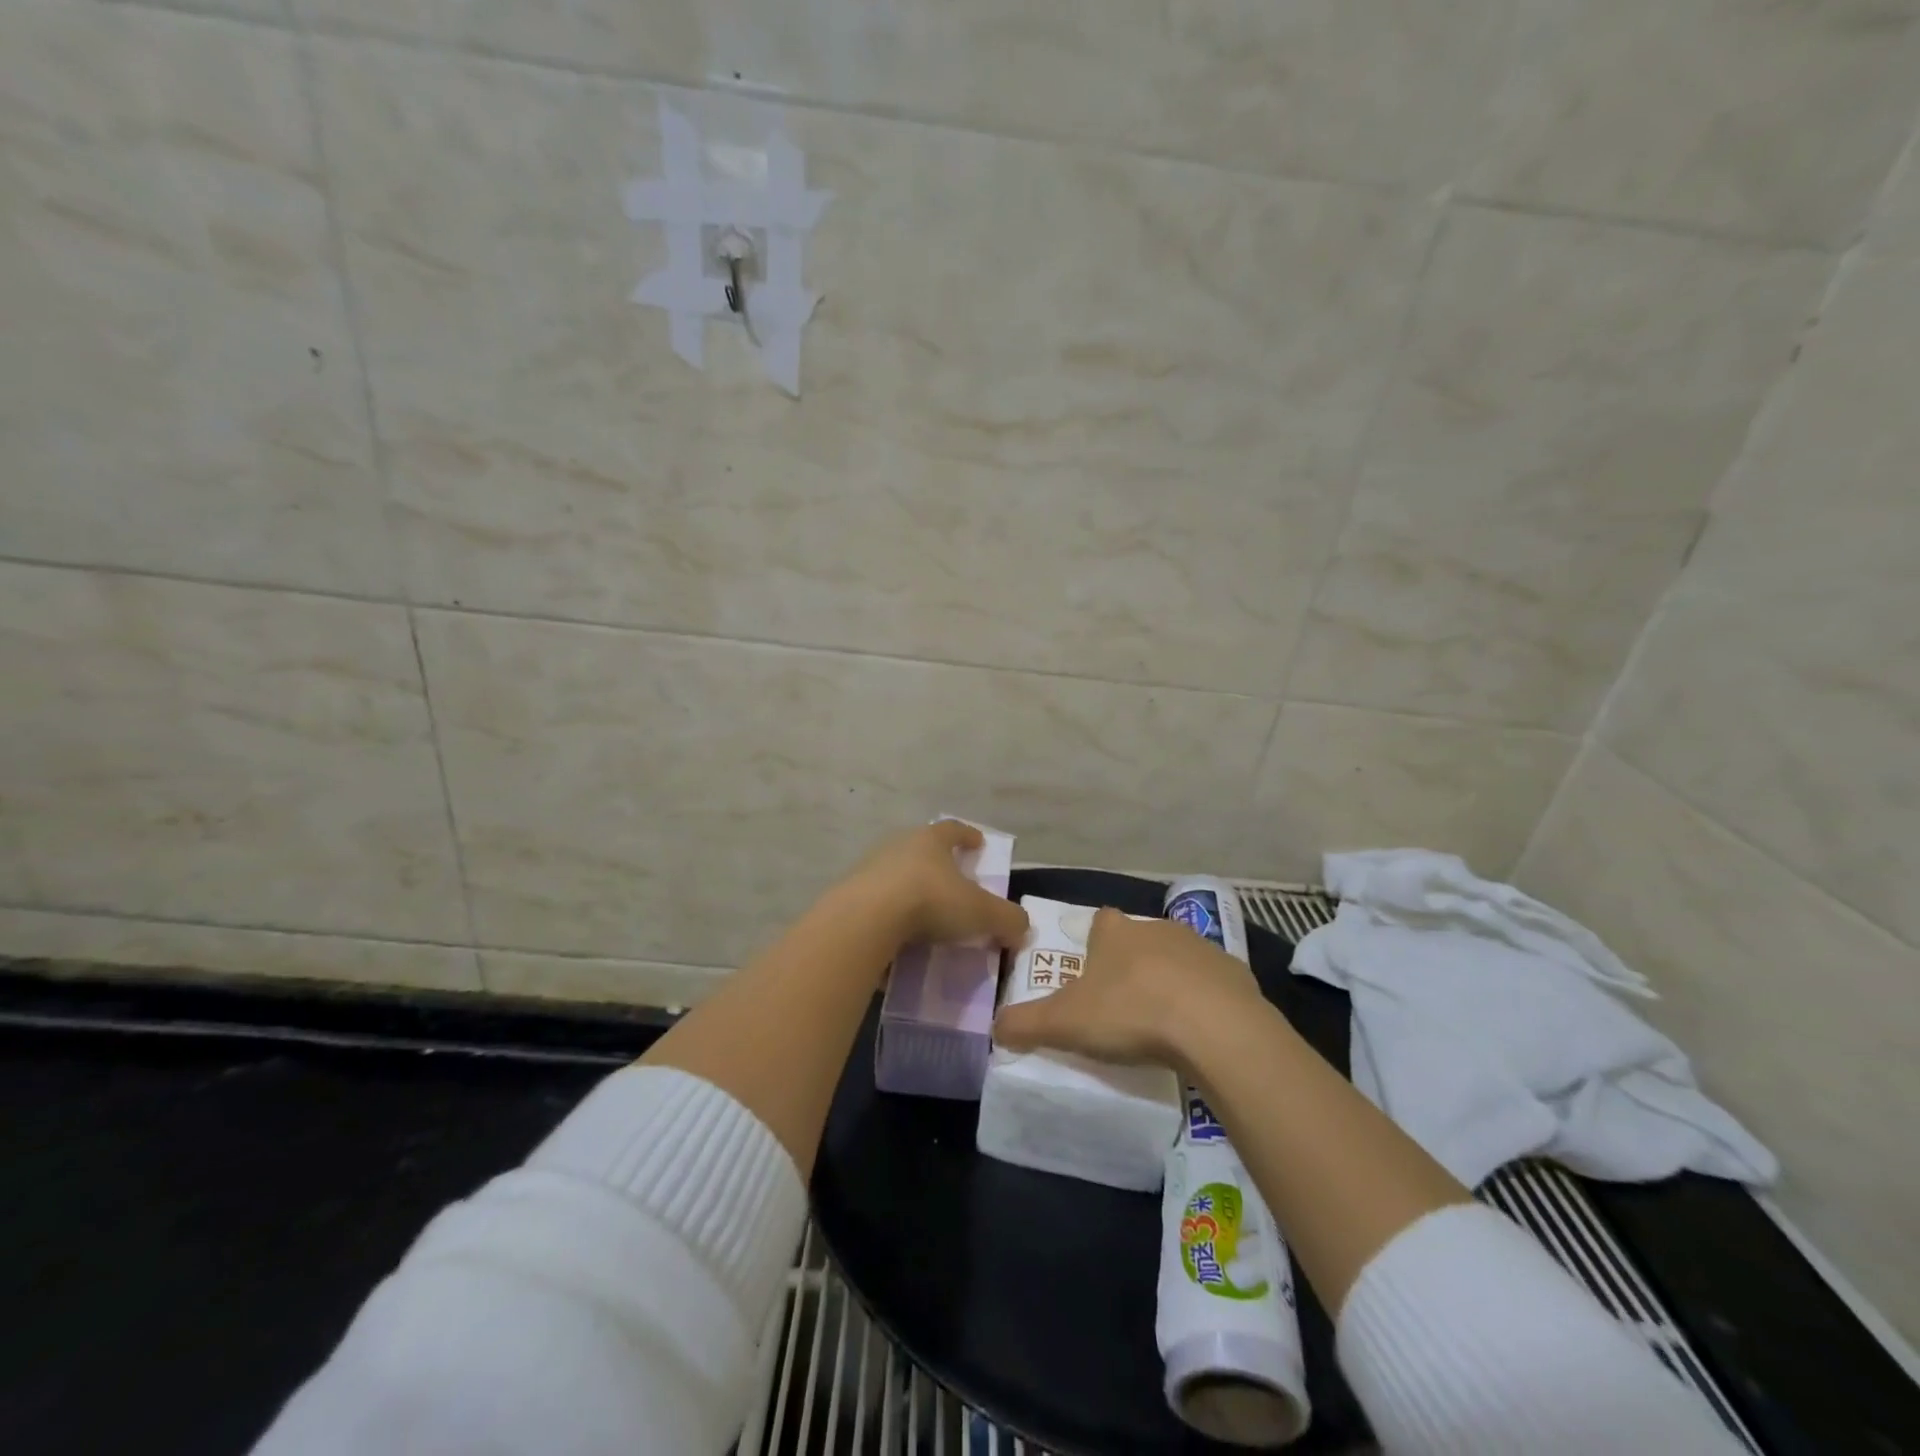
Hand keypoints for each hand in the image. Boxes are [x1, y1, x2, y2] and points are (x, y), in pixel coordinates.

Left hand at [838, 820, 1028, 952]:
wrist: (865, 920)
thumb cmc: (930, 902)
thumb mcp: (980, 913)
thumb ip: (1007, 920)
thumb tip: (1023, 929)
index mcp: (931, 840)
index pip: (954, 830)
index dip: (969, 835)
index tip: (979, 843)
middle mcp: (899, 846)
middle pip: (923, 850)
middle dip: (938, 864)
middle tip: (953, 883)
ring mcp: (870, 869)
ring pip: (898, 876)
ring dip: (912, 891)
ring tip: (926, 916)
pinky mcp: (850, 896)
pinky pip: (877, 904)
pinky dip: (891, 916)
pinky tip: (899, 937)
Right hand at [993, 907, 1263, 1070]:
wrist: (1215, 1027)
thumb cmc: (1131, 1012)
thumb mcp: (1064, 1022)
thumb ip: (1025, 1023)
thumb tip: (995, 1027)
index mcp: (1116, 933)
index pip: (1100, 921)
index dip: (1094, 942)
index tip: (1091, 971)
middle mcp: (1157, 929)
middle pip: (1139, 939)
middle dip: (1131, 964)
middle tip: (1123, 1005)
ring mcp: (1200, 948)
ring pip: (1178, 958)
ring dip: (1169, 981)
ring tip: (1163, 1022)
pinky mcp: (1235, 973)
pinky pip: (1214, 984)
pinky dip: (1205, 1001)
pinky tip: (1200, 1032)